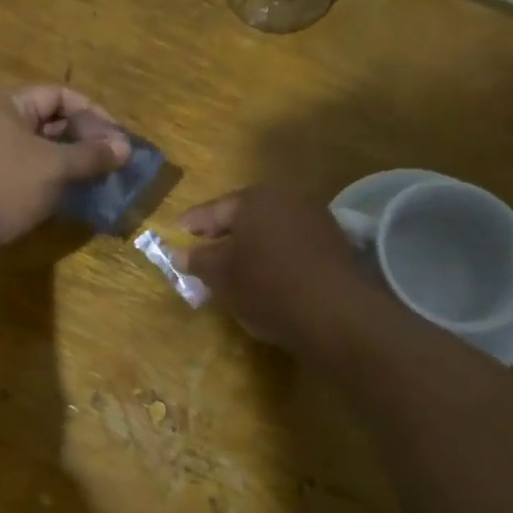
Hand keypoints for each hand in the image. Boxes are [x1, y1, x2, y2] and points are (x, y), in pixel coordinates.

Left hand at [0, 85, 129, 250]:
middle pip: (47, 121)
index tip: (118, 140)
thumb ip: (91, 155)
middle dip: (82, 140)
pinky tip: (66, 199)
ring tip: (95, 182)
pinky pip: (21, 173)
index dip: (93, 114)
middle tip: (112, 163)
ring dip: (66, 164)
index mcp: (6, 102)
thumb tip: (124, 147)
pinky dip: (46, 182)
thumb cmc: (0, 184)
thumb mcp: (53, 167)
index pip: (59, 95)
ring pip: (35, 151)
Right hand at [177, 186, 370, 346]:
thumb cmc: (266, 286)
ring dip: (252, 243)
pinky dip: (276, 253)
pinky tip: (269, 273)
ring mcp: (315, 218)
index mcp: (254, 198)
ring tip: (236, 265)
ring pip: (271, 228)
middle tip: (204, 248)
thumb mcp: (221, 276)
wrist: (334, 313)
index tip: (178, 232)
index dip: (193, 223)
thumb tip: (179, 253)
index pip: (214, 209)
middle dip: (224, 232)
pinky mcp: (335, 243)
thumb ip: (198, 260)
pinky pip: (293, 243)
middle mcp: (286, 198)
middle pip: (245, 215)